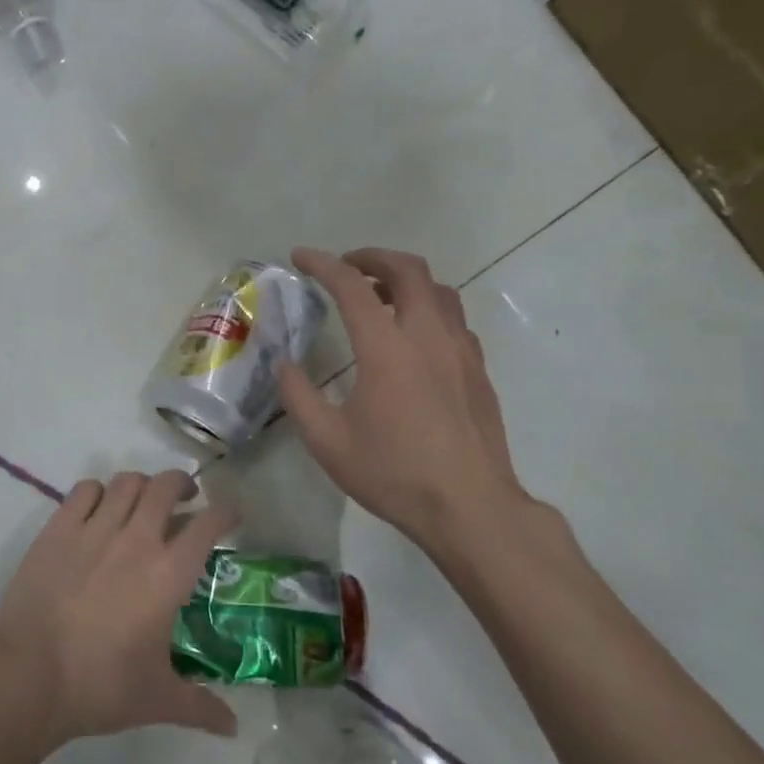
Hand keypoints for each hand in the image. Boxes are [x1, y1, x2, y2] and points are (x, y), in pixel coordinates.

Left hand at [0, 471, 238, 747]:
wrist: (29, 676)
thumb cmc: (101, 687)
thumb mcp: (158, 699)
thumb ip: (200, 706)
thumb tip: (234, 728)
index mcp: (169, 574)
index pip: (208, 524)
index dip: (226, 512)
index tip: (231, 513)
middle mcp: (137, 539)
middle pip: (166, 486)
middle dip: (182, 484)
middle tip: (185, 498)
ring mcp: (95, 528)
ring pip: (127, 482)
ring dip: (141, 486)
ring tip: (142, 502)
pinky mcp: (58, 528)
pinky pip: (84, 490)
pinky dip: (98, 492)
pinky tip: (98, 509)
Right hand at [278, 247, 542, 560]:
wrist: (470, 507)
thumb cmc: (393, 473)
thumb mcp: (327, 441)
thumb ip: (299, 395)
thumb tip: (285, 364)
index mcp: (386, 347)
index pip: (352, 285)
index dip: (323, 264)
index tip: (301, 256)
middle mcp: (427, 335)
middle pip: (407, 269)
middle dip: (372, 257)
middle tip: (346, 267)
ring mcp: (460, 350)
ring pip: (438, 290)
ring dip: (405, 280)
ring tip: (380, 296)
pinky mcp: (478, 369)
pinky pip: (454, 319)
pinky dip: (428, 309)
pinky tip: (414, 337)